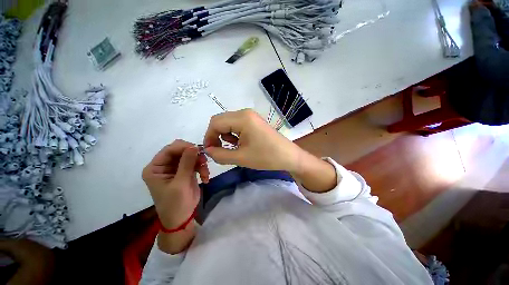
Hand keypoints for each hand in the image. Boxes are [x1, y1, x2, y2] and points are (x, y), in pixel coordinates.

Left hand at [142, 140, 208, 229]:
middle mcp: (165, 165)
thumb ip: (186, 163)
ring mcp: (176, 168)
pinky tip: (205, 178)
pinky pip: (196, 163)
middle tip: (204, 161)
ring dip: (200, 162)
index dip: (184, 147)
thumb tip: (194, 146)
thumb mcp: (180, 183)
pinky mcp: (187, 171)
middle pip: (181, 151)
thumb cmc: (175, 204)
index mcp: (156, 168)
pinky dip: (202, 168)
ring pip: (191, 156)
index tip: (199, 150)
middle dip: (194, 155)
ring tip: (205, 173)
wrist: (182, 219)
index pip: (169, 149)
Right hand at [203, 109, 303, 171]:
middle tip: (219, 150)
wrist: (288, 156)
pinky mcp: (254, 121)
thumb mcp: (240, 158)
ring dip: (225, 135)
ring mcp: (251, 116)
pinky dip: (233, 134)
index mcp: (242, 118)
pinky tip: (240, 144)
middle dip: (216, 135)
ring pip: (228, 123)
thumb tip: (207, 150)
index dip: (209, 136)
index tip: (210, 151)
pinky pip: (237, 125)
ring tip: (234, 148)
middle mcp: (245, 113)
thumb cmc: (266, 157)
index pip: (215, 123)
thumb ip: (220, 154)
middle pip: (221, 121)